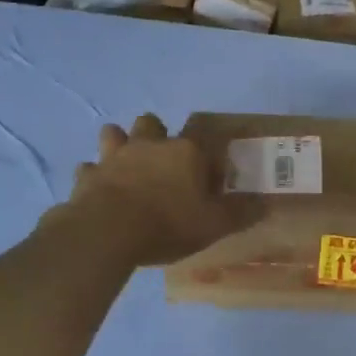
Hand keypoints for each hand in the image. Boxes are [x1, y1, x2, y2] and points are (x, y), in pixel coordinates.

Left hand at [58, 114, 261, 267]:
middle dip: (157, 134)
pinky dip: (94, 176)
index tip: (210, 178)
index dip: (206, 156)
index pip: (202, 139)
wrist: (107, 232)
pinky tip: (99, 189)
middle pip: (152, 123)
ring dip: (120, 143)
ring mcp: (114, 157)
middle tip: (163, 160)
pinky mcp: (87, 176)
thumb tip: (267, 204)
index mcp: (185, 151)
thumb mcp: (214, 224)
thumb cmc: (168, 224)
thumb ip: (241, 213)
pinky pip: (89, 168)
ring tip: (127, 163)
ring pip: (114, 134)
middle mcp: (149, 145)